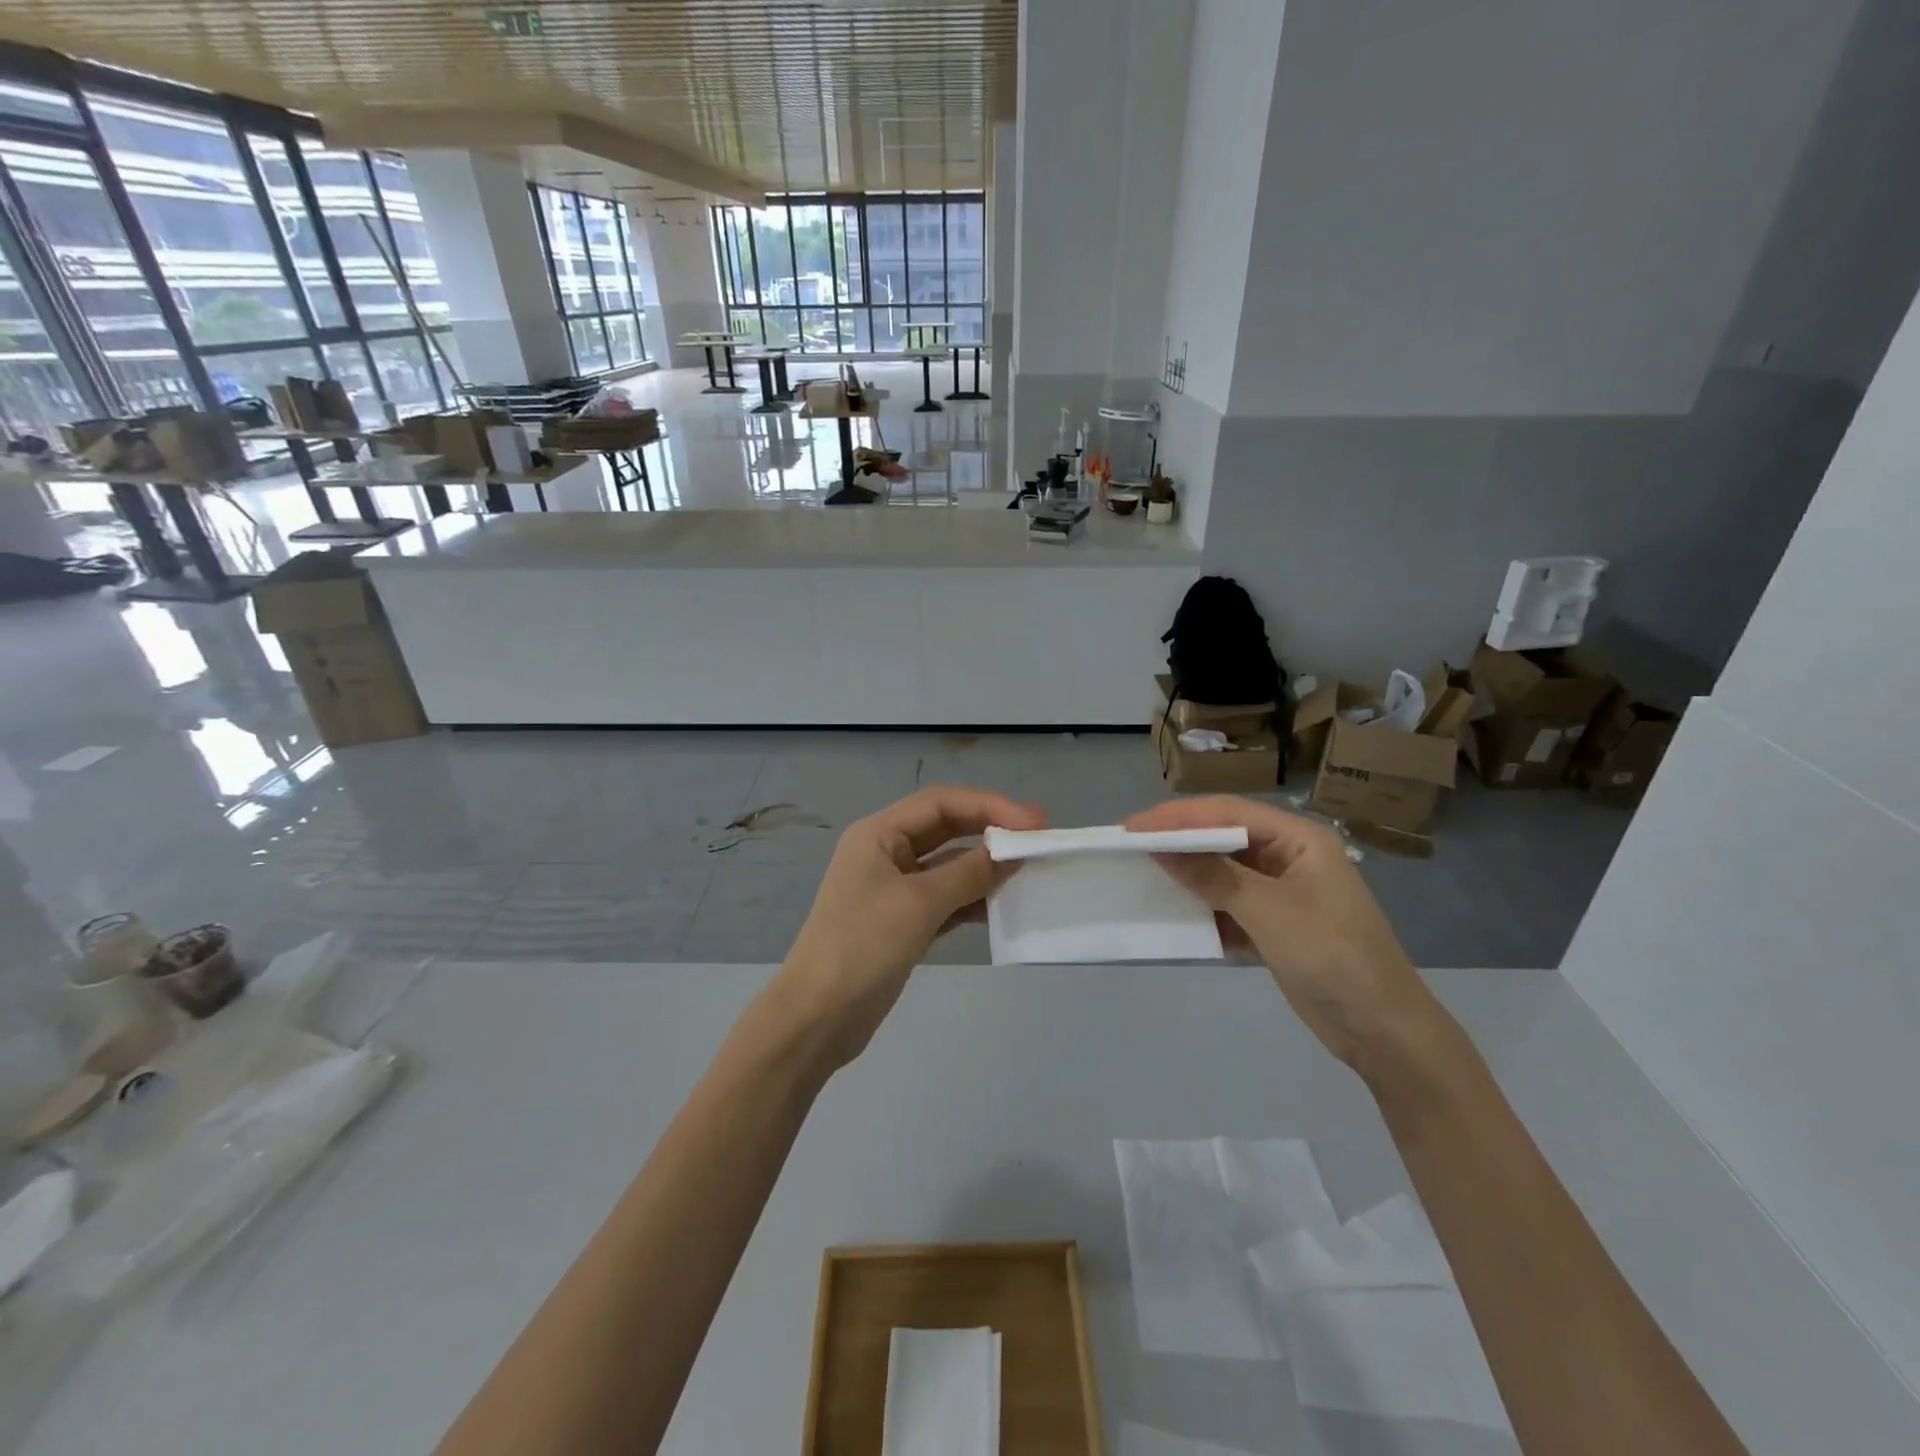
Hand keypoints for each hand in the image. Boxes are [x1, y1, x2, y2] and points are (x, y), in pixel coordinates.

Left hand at [775, 786, 1044, 1068]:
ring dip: (984, 867)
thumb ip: (969, 873)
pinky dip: (972, 899)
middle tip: (1037, 839)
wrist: (818, 1017)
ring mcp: (893, 889)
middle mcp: (885, 853)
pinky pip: (945, 899)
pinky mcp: (902, 922)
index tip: (1033, 822)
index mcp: (878, 834)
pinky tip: (1002, 906)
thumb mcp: (919, 903)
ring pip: (948, 865)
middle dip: (989, 831)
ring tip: (1026, 873)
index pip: (940, 804)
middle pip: (946, 829)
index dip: (989, 805)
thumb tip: (1011, 853)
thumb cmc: (863, 945)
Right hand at [1125, 796, 1446, 1075]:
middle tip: (1129, 845)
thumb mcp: (1270, 911)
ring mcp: (1283, 894)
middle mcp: (1290, 858)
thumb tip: (1159, 847)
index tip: (1132, 827)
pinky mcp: (1275, 926)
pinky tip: (1174, 913)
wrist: (1384, 1033)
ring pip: (1223, 872)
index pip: (1229, 813)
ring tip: (1142, 874)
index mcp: (1300, 840)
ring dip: (1188, 875)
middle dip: (1179, 841)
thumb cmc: (1333, 957)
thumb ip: (1213, 875)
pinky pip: (1229, 905)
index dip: (1178, 816)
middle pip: (1225, 838)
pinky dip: (1203, 908)